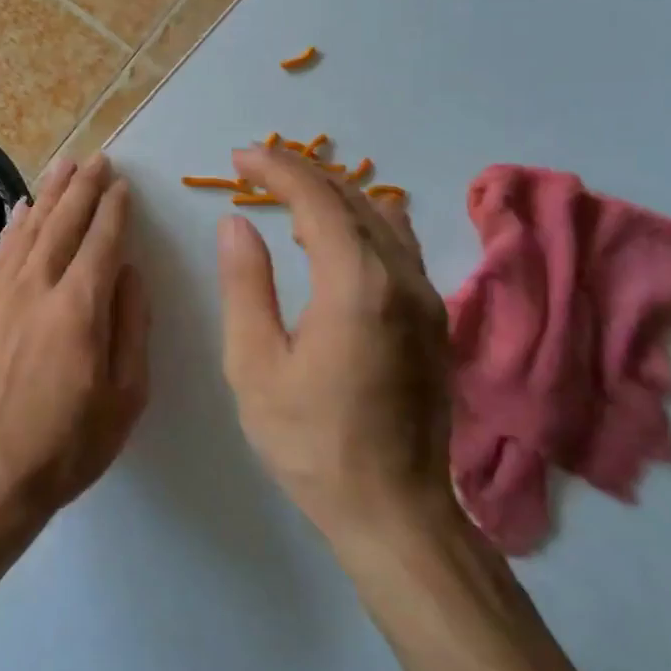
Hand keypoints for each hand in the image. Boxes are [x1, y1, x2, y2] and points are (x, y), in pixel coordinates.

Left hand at [0, 155, 150, 528]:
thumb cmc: (69, 445)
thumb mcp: (125, 397)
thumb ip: (131, 327)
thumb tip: (130, 272)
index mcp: (78, 309)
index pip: (101, 243)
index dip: (114, 210)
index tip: (122, 184)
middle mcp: (37, 289)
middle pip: (62, 225)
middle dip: (82, 188)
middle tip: (97, 159)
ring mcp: (0, 297)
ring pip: (28, 231)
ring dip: (48, 195)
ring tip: (64, 166)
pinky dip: (12, 226)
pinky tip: (20, 208)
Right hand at [216, 146, 453, 545]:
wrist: (396, 512)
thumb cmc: (311, 442)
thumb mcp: (255, 365)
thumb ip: (246, 285)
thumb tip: (237, 223)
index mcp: (356, 285)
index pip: (316, 199)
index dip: (275, 169)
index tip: (238, 158)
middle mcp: (401, 277)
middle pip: (352, 198)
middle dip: (300, 173)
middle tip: (254, 168)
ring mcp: (426, 297)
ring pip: (381, 217)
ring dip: (333, 194)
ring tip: (288, 195)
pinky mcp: (434, 318)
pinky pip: (399, 244)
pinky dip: (363, 221)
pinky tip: (341, 232)